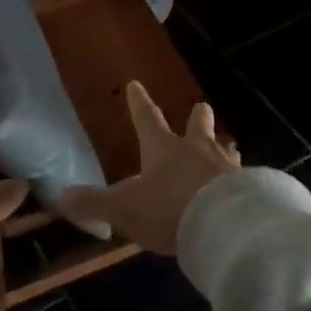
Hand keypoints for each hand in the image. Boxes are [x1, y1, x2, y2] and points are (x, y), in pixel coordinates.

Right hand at [58, 81, 238, 254]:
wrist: (224, 226)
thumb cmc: (169, 209)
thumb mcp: (124, 208)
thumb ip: (94, 203)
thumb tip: (62, 196)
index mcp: (163, 148)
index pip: (147, 119)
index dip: (139, 103)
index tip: (136, 84)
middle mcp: (196, 151)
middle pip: (198, 126)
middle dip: (197, 117)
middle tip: (202, 106)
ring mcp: (226, 168)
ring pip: (224, 150)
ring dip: (223, 147)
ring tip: (228, 144)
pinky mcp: (248, 190)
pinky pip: (243, 179)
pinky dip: (240, 180)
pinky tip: (244, 186)